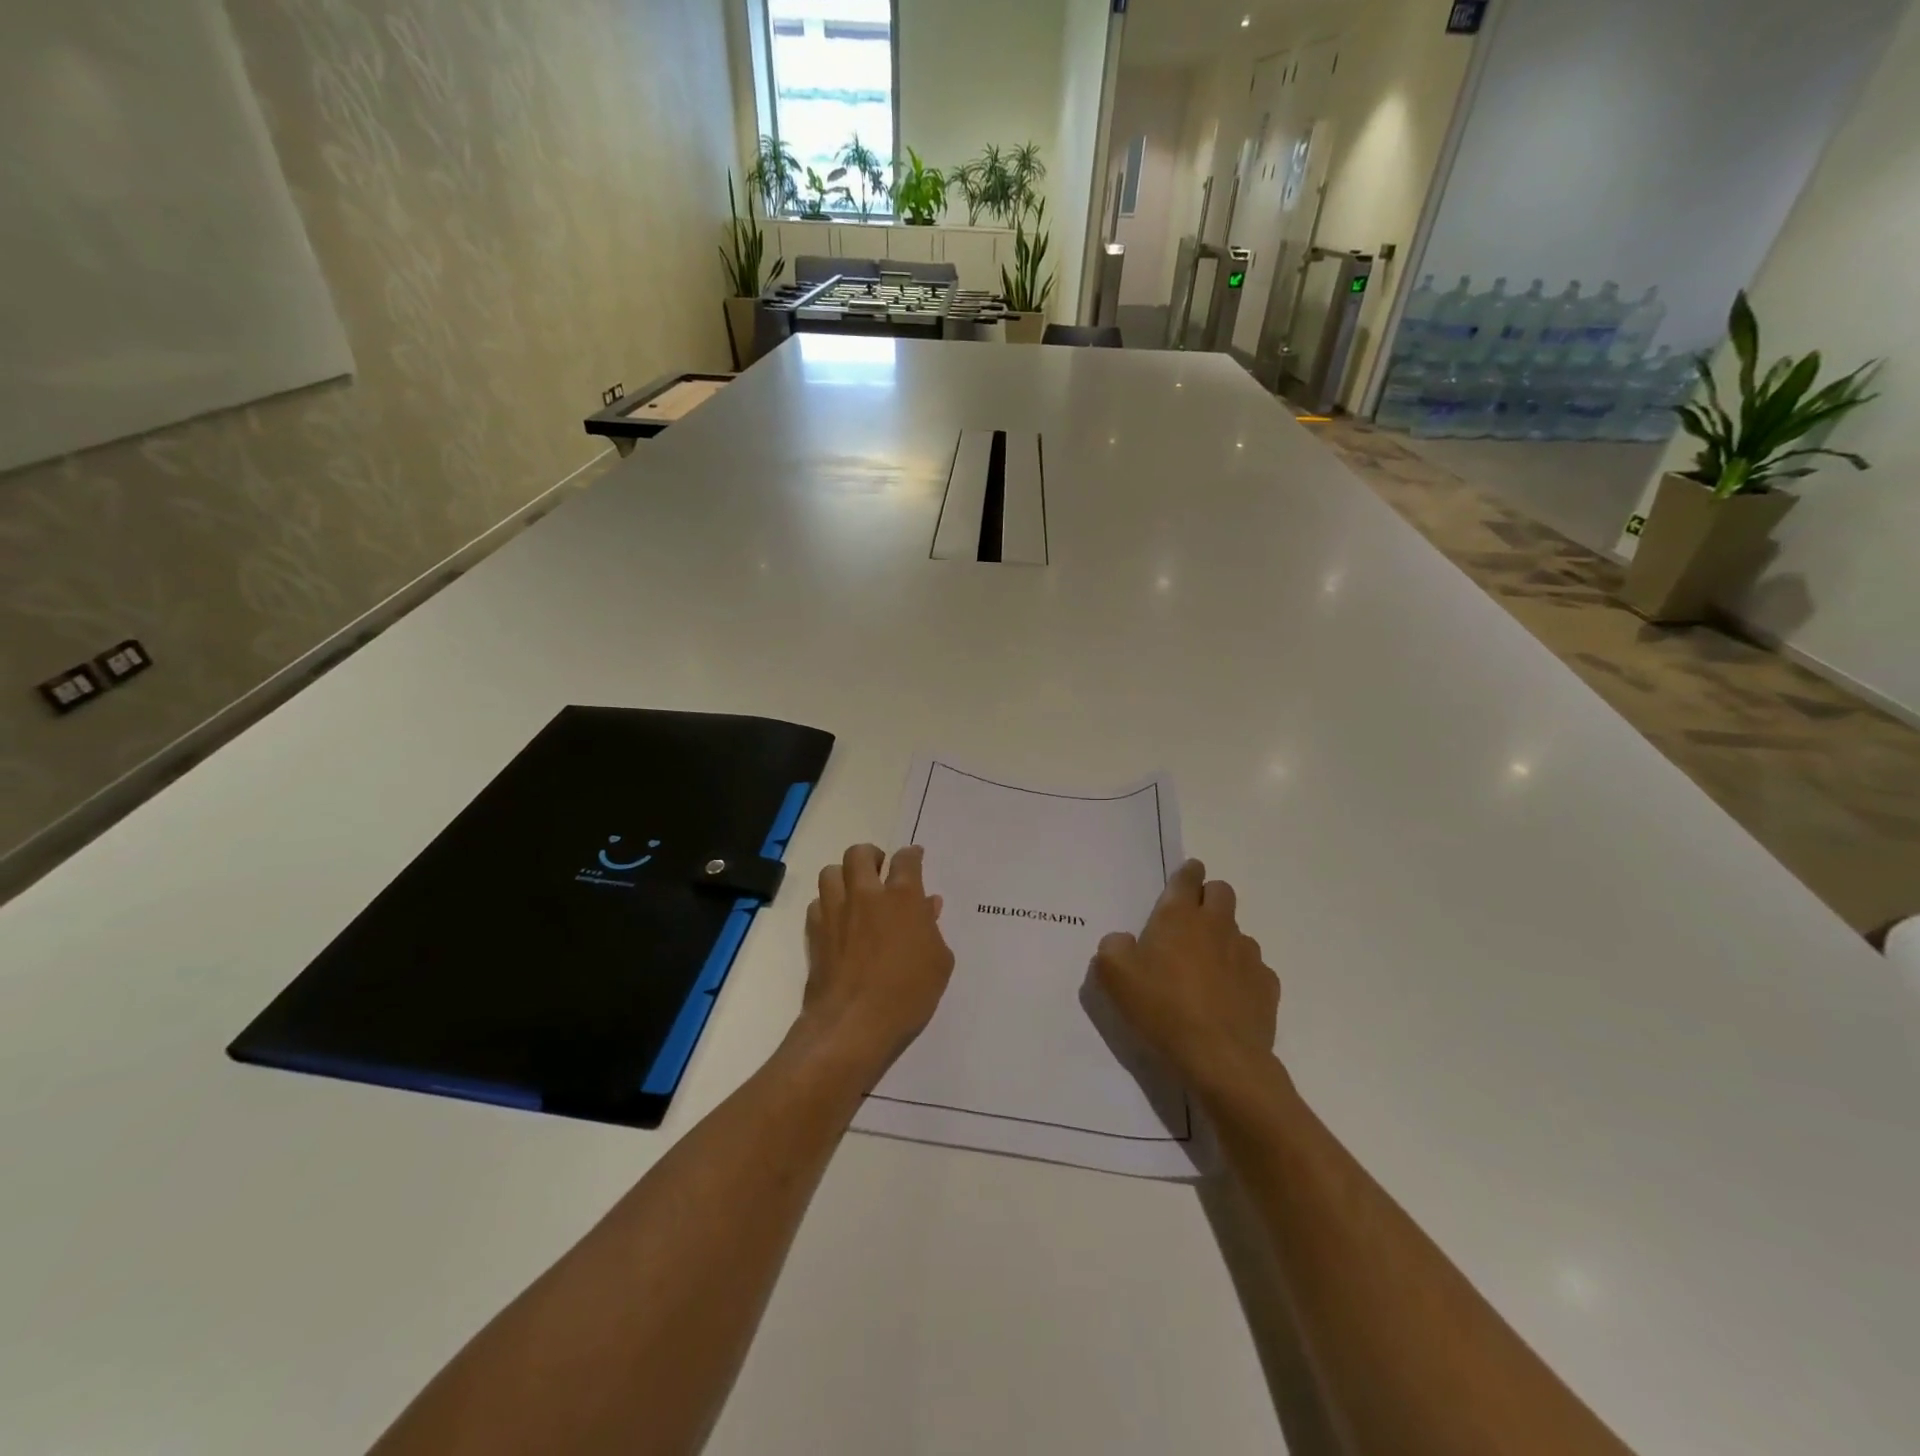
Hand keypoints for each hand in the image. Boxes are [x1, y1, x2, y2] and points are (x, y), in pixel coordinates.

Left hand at [799, 844, 954, 1076]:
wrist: (854, 1024)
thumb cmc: (908, 993)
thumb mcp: (939, 962)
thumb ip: (932, 928)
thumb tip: (928, 905)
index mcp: (902, 897)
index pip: (906, 860)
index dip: (911, 855)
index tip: (914, 857)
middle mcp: (866, 895)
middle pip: (860, 854)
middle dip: (871, 856)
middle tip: (879, 870)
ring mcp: (836, 912)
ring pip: (831, 872)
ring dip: (844, 876)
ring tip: (854, 891)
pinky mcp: (815, 932)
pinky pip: (817, 903)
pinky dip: (827, 905)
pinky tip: (838, 921)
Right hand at [1092, 859, 1279, 1087]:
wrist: (1220, 1057)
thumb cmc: (1162, 1008)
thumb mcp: (1114, 976)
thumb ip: (1112, 947)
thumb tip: (1123, 941)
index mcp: (1179, 917)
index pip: (1187, 878)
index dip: (1187, 872)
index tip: (1187, 873)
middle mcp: (1217, 926)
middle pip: (1221, 892)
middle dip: (1208, 896)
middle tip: (1191, 920)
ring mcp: (1247, 954)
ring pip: (1237, 931)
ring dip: (1223, 939)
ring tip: (1206, 968)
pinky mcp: (1266, 985)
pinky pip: (1254, 967)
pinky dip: (1241, 974)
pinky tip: (1228, 997)